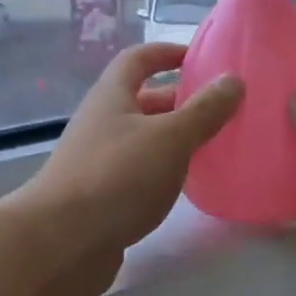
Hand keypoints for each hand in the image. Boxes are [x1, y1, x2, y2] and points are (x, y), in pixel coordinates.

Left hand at [13, 43, 242, 295]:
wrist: (61, 243)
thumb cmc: (117, 176)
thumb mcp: (169, 138)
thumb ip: (204, 110)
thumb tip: (233, 80)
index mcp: (112, 96)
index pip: (138, 59)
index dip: (167, 52)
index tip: (200, 57)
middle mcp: (102, 122)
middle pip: (143, 100)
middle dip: (181, 100)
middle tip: (222, 109)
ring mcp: (99, 161)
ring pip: (144, 139)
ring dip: (175, 138)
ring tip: (214, 146)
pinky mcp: (102, 196)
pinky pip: (139, 172)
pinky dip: (164, 170)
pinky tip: (187, 185)